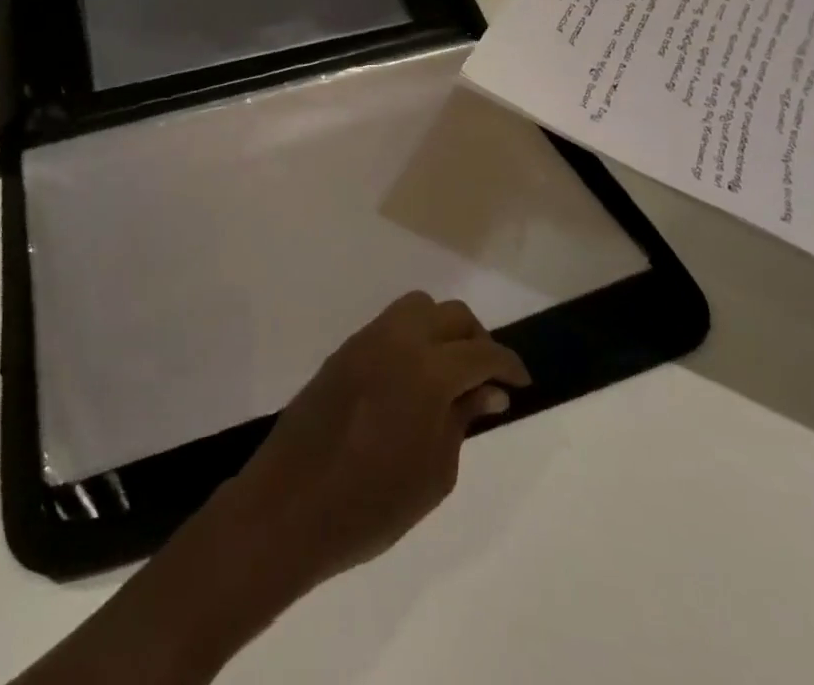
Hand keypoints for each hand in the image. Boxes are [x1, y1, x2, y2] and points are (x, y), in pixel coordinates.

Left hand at [221, 291, 530, 589]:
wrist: (291, 505)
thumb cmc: (372, 504)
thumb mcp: (435, 473)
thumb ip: (462, 419)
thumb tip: (488, 389)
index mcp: (427, 370)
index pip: (481, 352)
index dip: (508, 364)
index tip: (522, 382)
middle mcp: (398, 339)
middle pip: (450, 315)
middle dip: (477, 339)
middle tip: (487, 378)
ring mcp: (366, 339)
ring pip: (417, 308)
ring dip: (442, 330)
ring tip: (451, 374)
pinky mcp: (344, 350)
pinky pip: (390, 325)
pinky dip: (413, 337)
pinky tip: (414, 378)